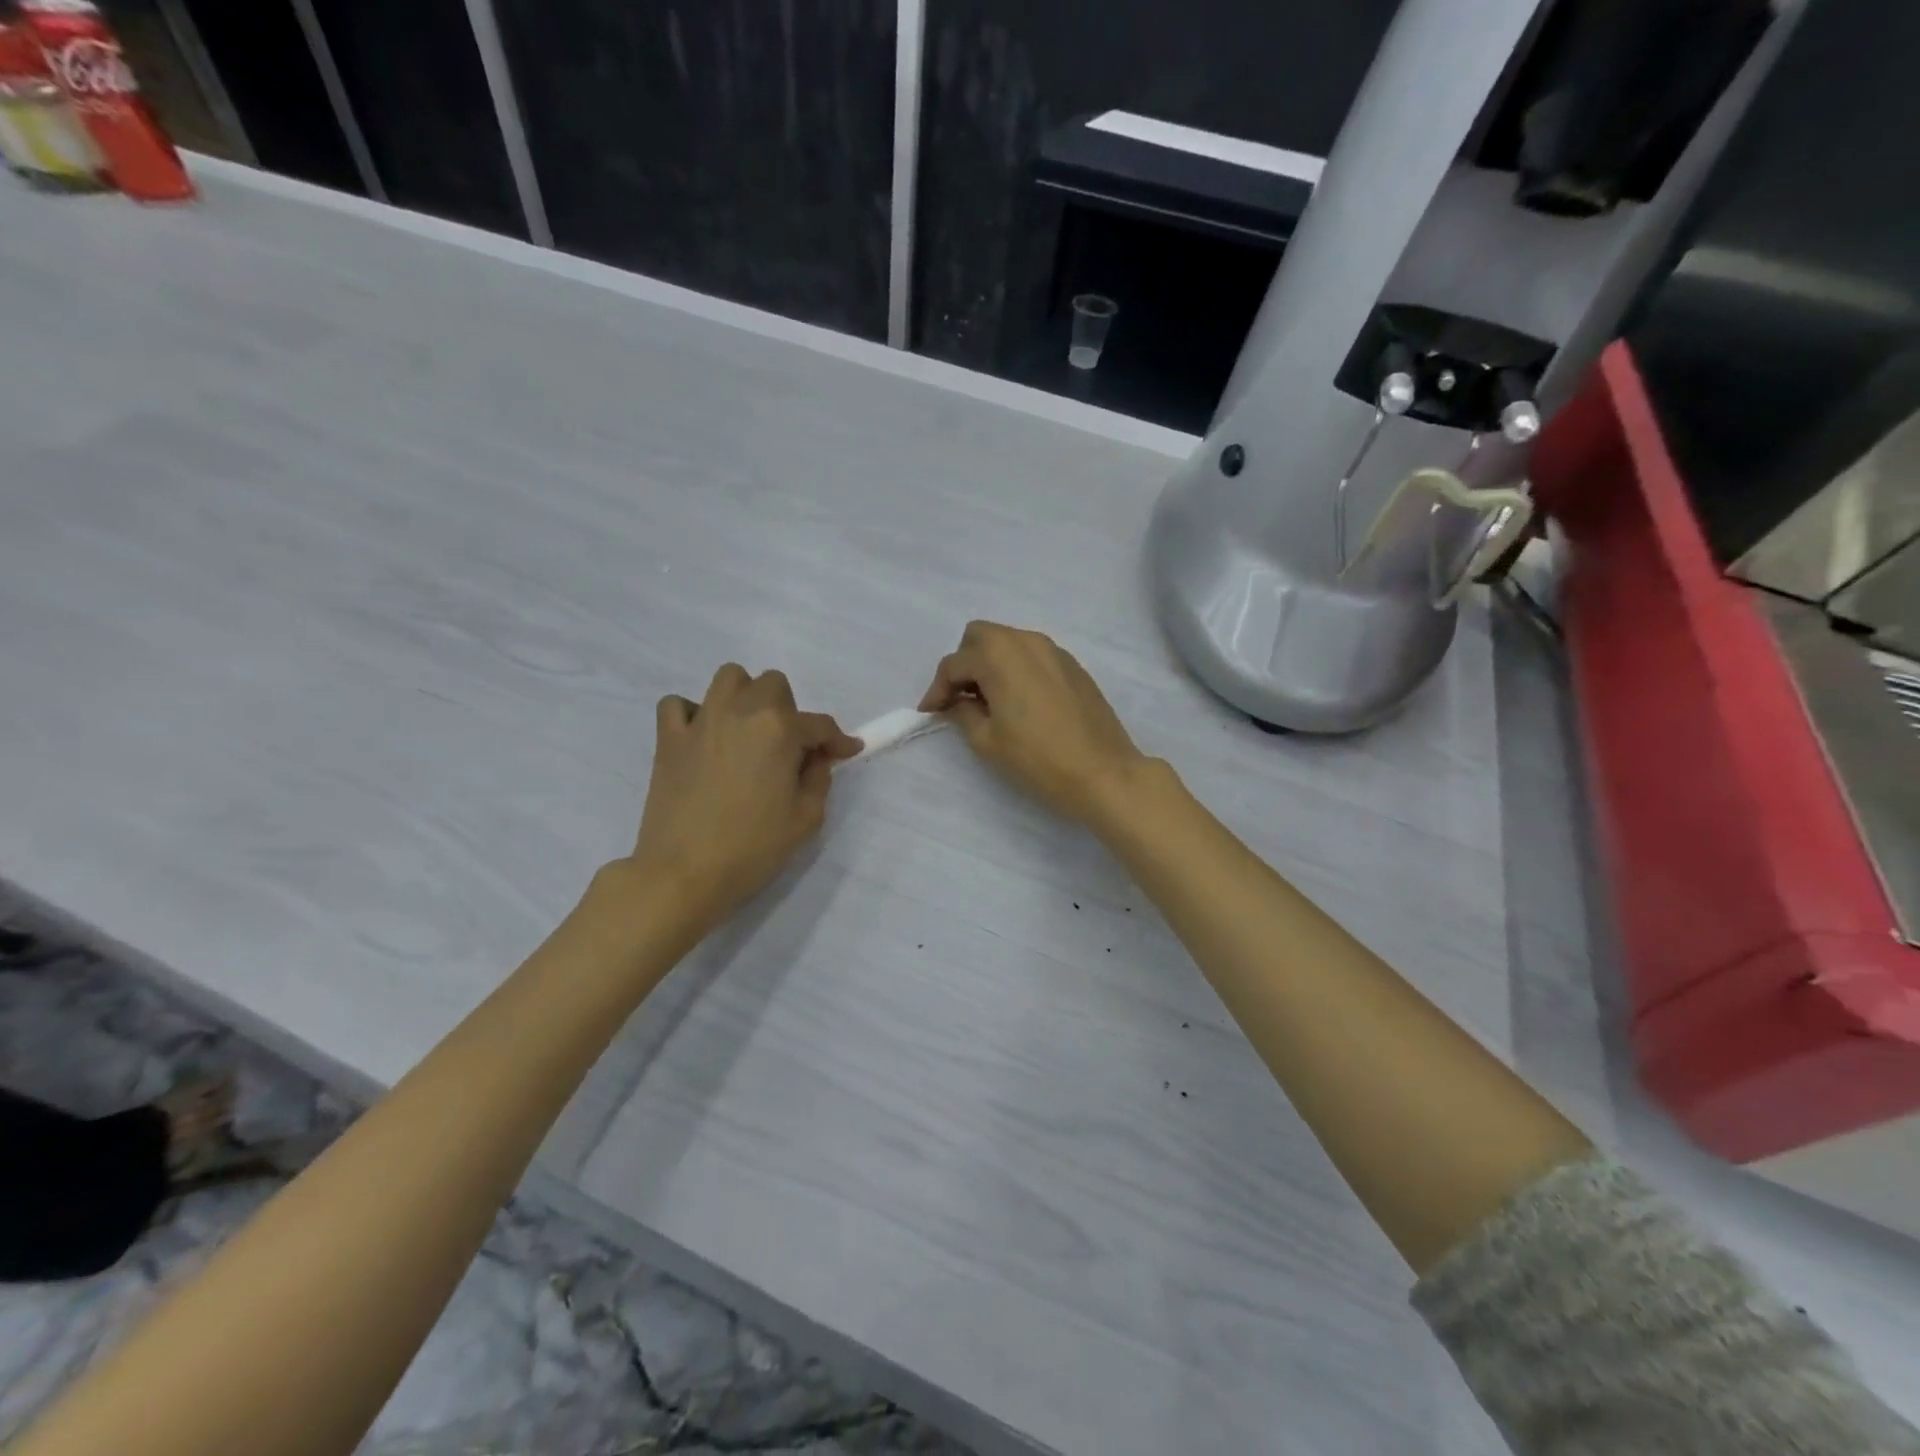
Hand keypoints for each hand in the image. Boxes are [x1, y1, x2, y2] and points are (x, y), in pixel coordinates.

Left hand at [627, 664, 859, 931]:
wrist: (683, 874)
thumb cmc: (752, 849)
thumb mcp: (805, 818)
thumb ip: (819, 779)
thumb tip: (816, 759)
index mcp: (780, 730)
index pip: (819, 724)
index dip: (838, 740)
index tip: (847, 752)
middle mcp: (741, 711)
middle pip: (772, 685)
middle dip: (788, 710)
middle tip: (789, 747)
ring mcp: (700, 721)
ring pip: (728, 678)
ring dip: (744, 697)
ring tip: (747, 731)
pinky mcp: (668, 738)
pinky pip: (678, 704)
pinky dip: (692, 713)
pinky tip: (702, 738)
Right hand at [919, 621, 1144, 823]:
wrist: (1102, 772)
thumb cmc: (1037, 758)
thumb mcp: (987, 740)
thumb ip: (963, 712)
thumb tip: (956, 702)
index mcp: (999, 655)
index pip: (954, 664)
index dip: (937, 689)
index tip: (930, 713)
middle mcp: (1026, 641)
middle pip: (980, 637)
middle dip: (963, 664)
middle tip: (960, 700)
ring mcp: (1054, 650)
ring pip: (1009, 642)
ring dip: (991, 664)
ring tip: (989, 702)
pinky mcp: (1073, 666)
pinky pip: (1033, 656)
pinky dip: (1017, 669)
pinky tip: (1020, 702)